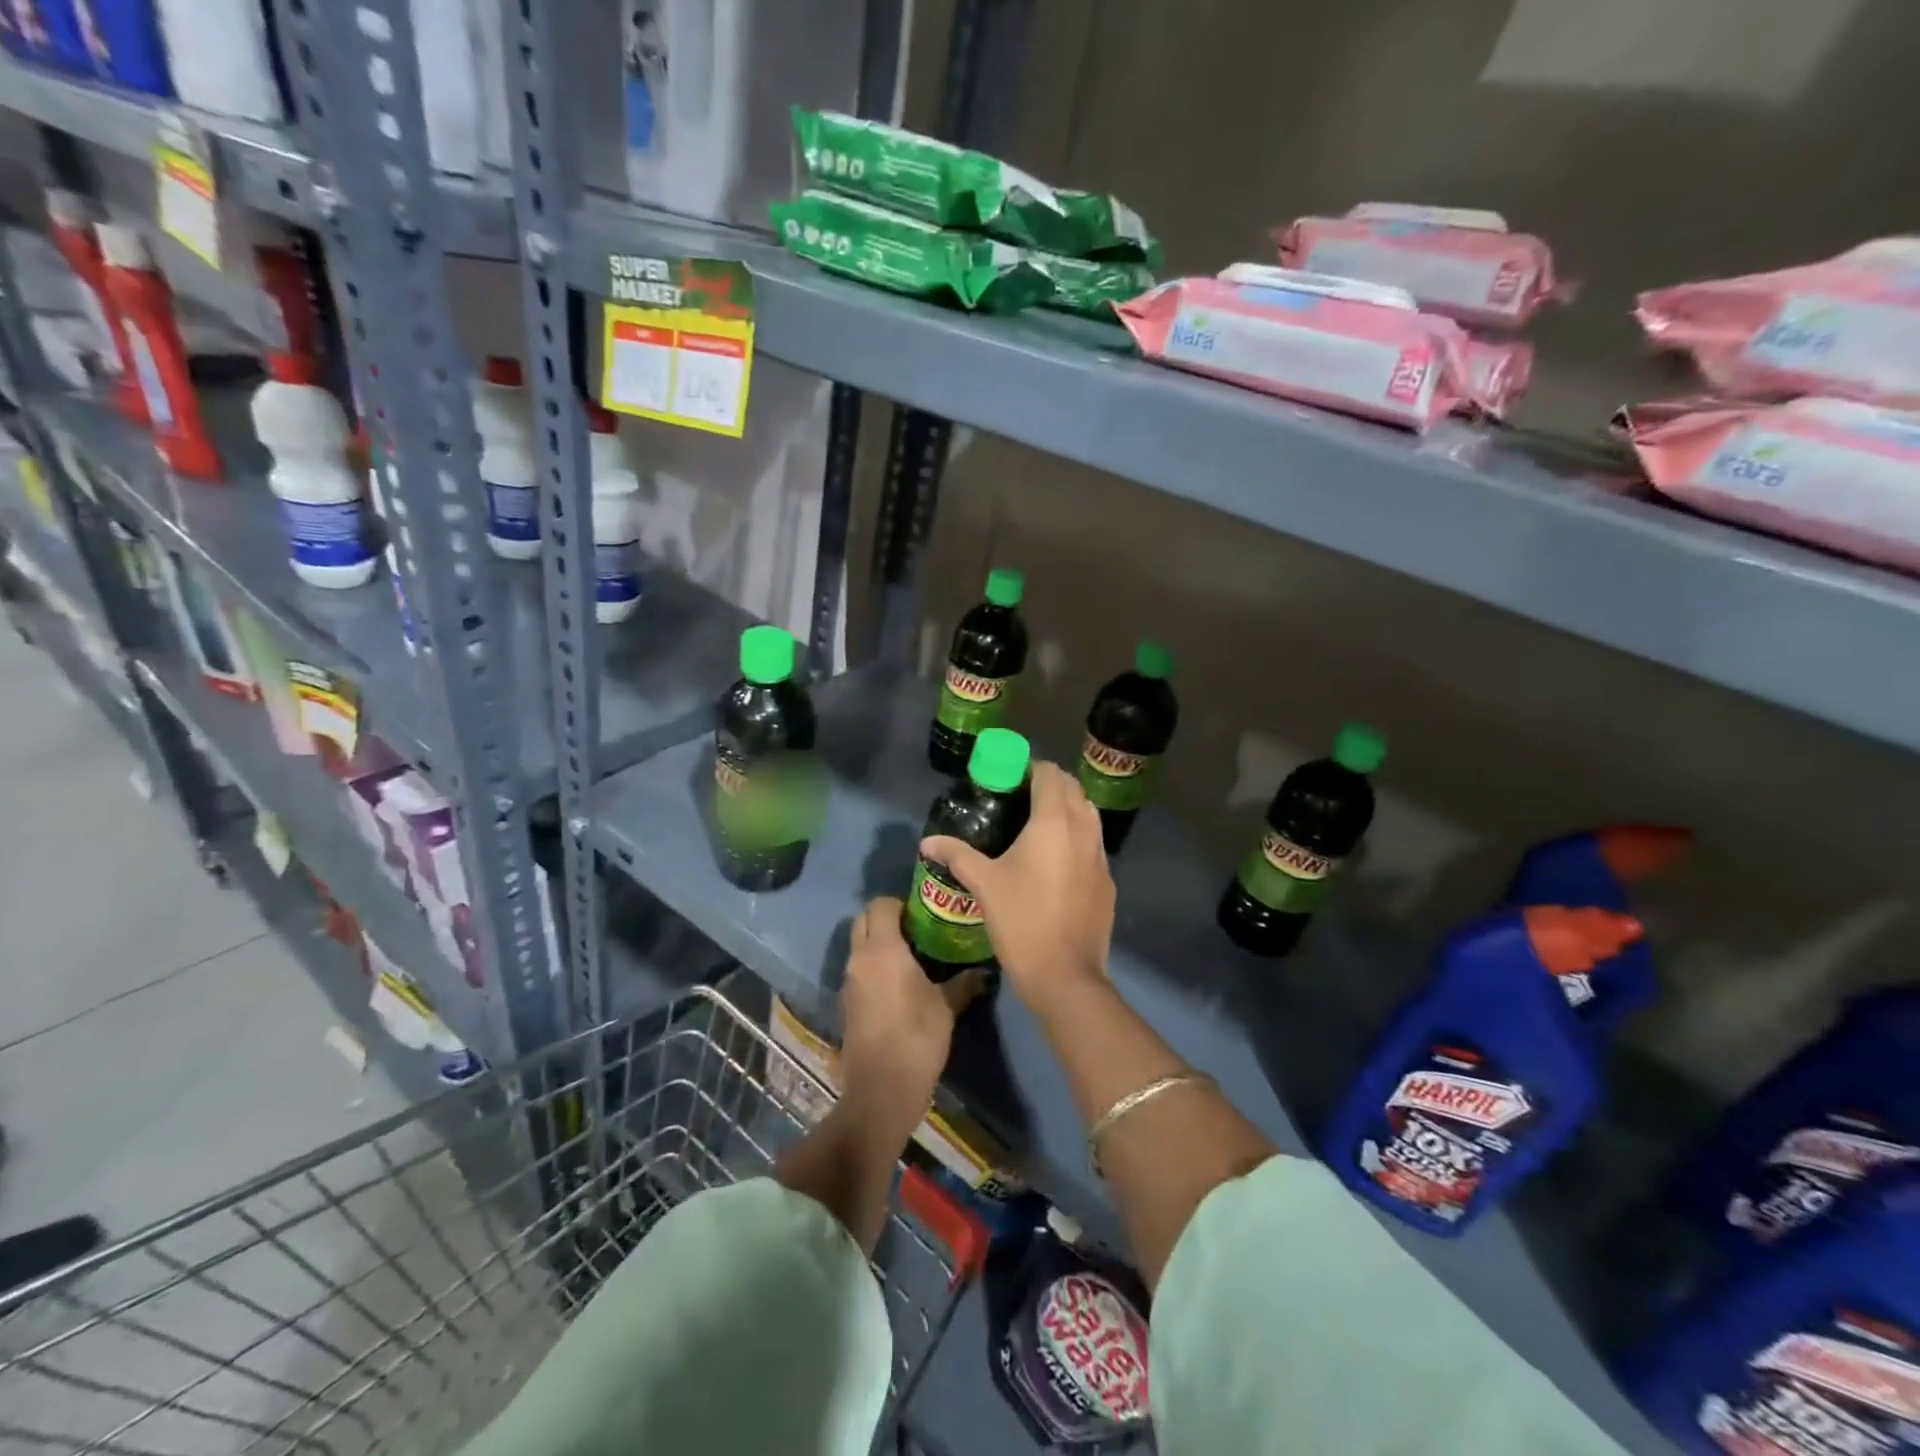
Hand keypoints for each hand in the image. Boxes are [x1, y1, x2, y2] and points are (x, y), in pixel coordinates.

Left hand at [839, 898, 981, 1132]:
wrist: (881, 1090)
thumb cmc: (917, 1038)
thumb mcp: (947, 1007)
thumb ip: (963, 983)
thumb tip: (983, 972)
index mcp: (882, 949)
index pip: (880, 905)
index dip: (900, 904)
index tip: (923, 914)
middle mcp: (859, 958)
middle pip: (864, 920)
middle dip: (885, 919)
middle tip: (917, 932)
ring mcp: (848, 982)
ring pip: (859, 946)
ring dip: (878, 944)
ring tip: (911, 959)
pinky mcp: (846, 1004)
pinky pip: (858, 972)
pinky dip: (873, 968)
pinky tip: (898, 987)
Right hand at [919, 762, 1114, 1013]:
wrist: (1065, 974)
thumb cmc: (1022, 921)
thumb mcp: (984, 884)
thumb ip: (957, 855)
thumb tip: (927, 842)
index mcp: (1054, 822)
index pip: (1049, 775)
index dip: (1030, 769)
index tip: (1009, 778)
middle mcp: (1083, 830)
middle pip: (1073, 789)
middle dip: (1049, 784)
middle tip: (1020, 797)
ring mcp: (1101, 856)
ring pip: (1089, 814)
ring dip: (1068, 808)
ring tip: (1038, 824)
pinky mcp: (1108, 881)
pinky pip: (1094, 844)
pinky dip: (1078, 837)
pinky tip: (1056, 860)